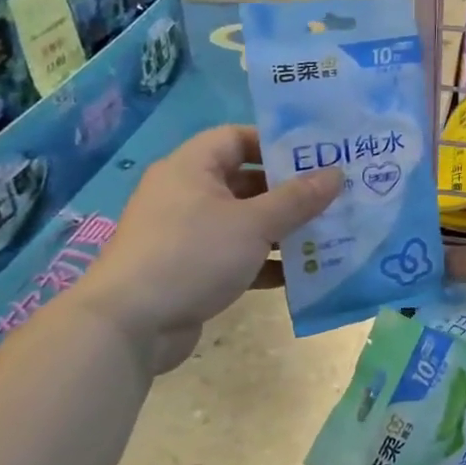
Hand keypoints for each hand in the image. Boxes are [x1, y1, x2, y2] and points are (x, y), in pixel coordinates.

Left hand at [77, 125, 341, 370]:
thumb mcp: (254, 223)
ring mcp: (186, 234)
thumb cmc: (192, 256)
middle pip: (246, 181)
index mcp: (191, 168)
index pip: (237, 138)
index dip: (276, 144)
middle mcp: (186, 194)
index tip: (316, 158)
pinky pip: (236, 255)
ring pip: (244, 221)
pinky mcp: (191, 270)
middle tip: (332, 196)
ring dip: (282, 229)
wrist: (129, 326)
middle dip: (289, 191)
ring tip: (326, 234)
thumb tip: (337, 173)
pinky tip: (300, 273)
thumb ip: (298, 198)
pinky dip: (265, 261)